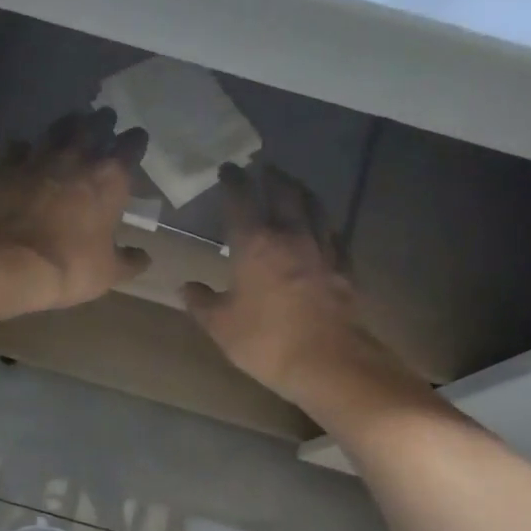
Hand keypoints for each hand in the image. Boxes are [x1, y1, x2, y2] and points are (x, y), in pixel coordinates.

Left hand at [0, 108, 151, 312]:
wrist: (13, 264)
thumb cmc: (72, 266)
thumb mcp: (109, 272)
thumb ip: (129, 260)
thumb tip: (144, 257)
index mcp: (110, 178)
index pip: (131, 146)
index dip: (136, 141)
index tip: (137, 139)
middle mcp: (77, 158)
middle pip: (93, 126)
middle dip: (101, 122)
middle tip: (104, 120)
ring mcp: (39, 159)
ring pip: (55, 130)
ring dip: (64, 128)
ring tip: (68, 129)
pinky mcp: (7, 169)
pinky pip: (16, 149)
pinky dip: (22, 149)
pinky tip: (23, 153)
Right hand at [184, 164, 424, 420]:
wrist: (328, 362)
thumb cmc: (266, 341)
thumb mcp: (221, 326)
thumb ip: (201, 303)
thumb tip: (186, 287)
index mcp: (255, 245)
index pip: (241, 200)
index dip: (233, 181)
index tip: (227, 169)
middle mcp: (291, 237)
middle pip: (285, 193)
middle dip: (273, 177)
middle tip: (266, 169)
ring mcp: (323, 250)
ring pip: (315, 208)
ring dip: (302, 191)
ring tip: (295, 186)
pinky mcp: (344, 268)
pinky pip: (334, 235)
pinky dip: (324, 224)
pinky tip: (322, 228)